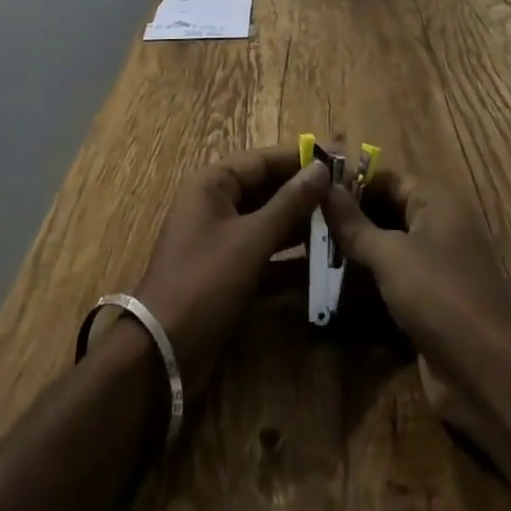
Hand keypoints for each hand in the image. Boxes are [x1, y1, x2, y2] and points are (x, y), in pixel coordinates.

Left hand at [131, 144, 330, 395]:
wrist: (162, 353)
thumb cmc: (205, 282)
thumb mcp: (251, 239)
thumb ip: (289, 203)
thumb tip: (322, 168)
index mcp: (213, 183)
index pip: (264, 159)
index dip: (303, 157)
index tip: (341, 156)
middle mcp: (215, 203)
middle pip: (267, 188)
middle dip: (305, 191)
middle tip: (348, 192)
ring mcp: (220, 238)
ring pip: (268, 220)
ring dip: (301, 222)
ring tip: (343, 221)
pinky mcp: (227, 271)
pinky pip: (264, 251)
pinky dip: (289, 255)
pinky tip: (323, 260)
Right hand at [321, 169, 510, 441]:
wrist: (487, 371)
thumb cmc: (439, 296)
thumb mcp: (390, 255)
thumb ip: (354, 223)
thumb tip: (323, 186)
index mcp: (435, 201)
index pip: (385, 178)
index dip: (350, 182)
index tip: (312, 191)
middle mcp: (438, 224)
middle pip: (387, 209)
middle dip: (350, 217)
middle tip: (307, 224)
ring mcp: (437, 263)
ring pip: (389, 245)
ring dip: (356, 250)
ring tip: (313, 253)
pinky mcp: (432, 299)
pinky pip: (395, 277)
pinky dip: (370, 279)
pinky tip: (336, 286)